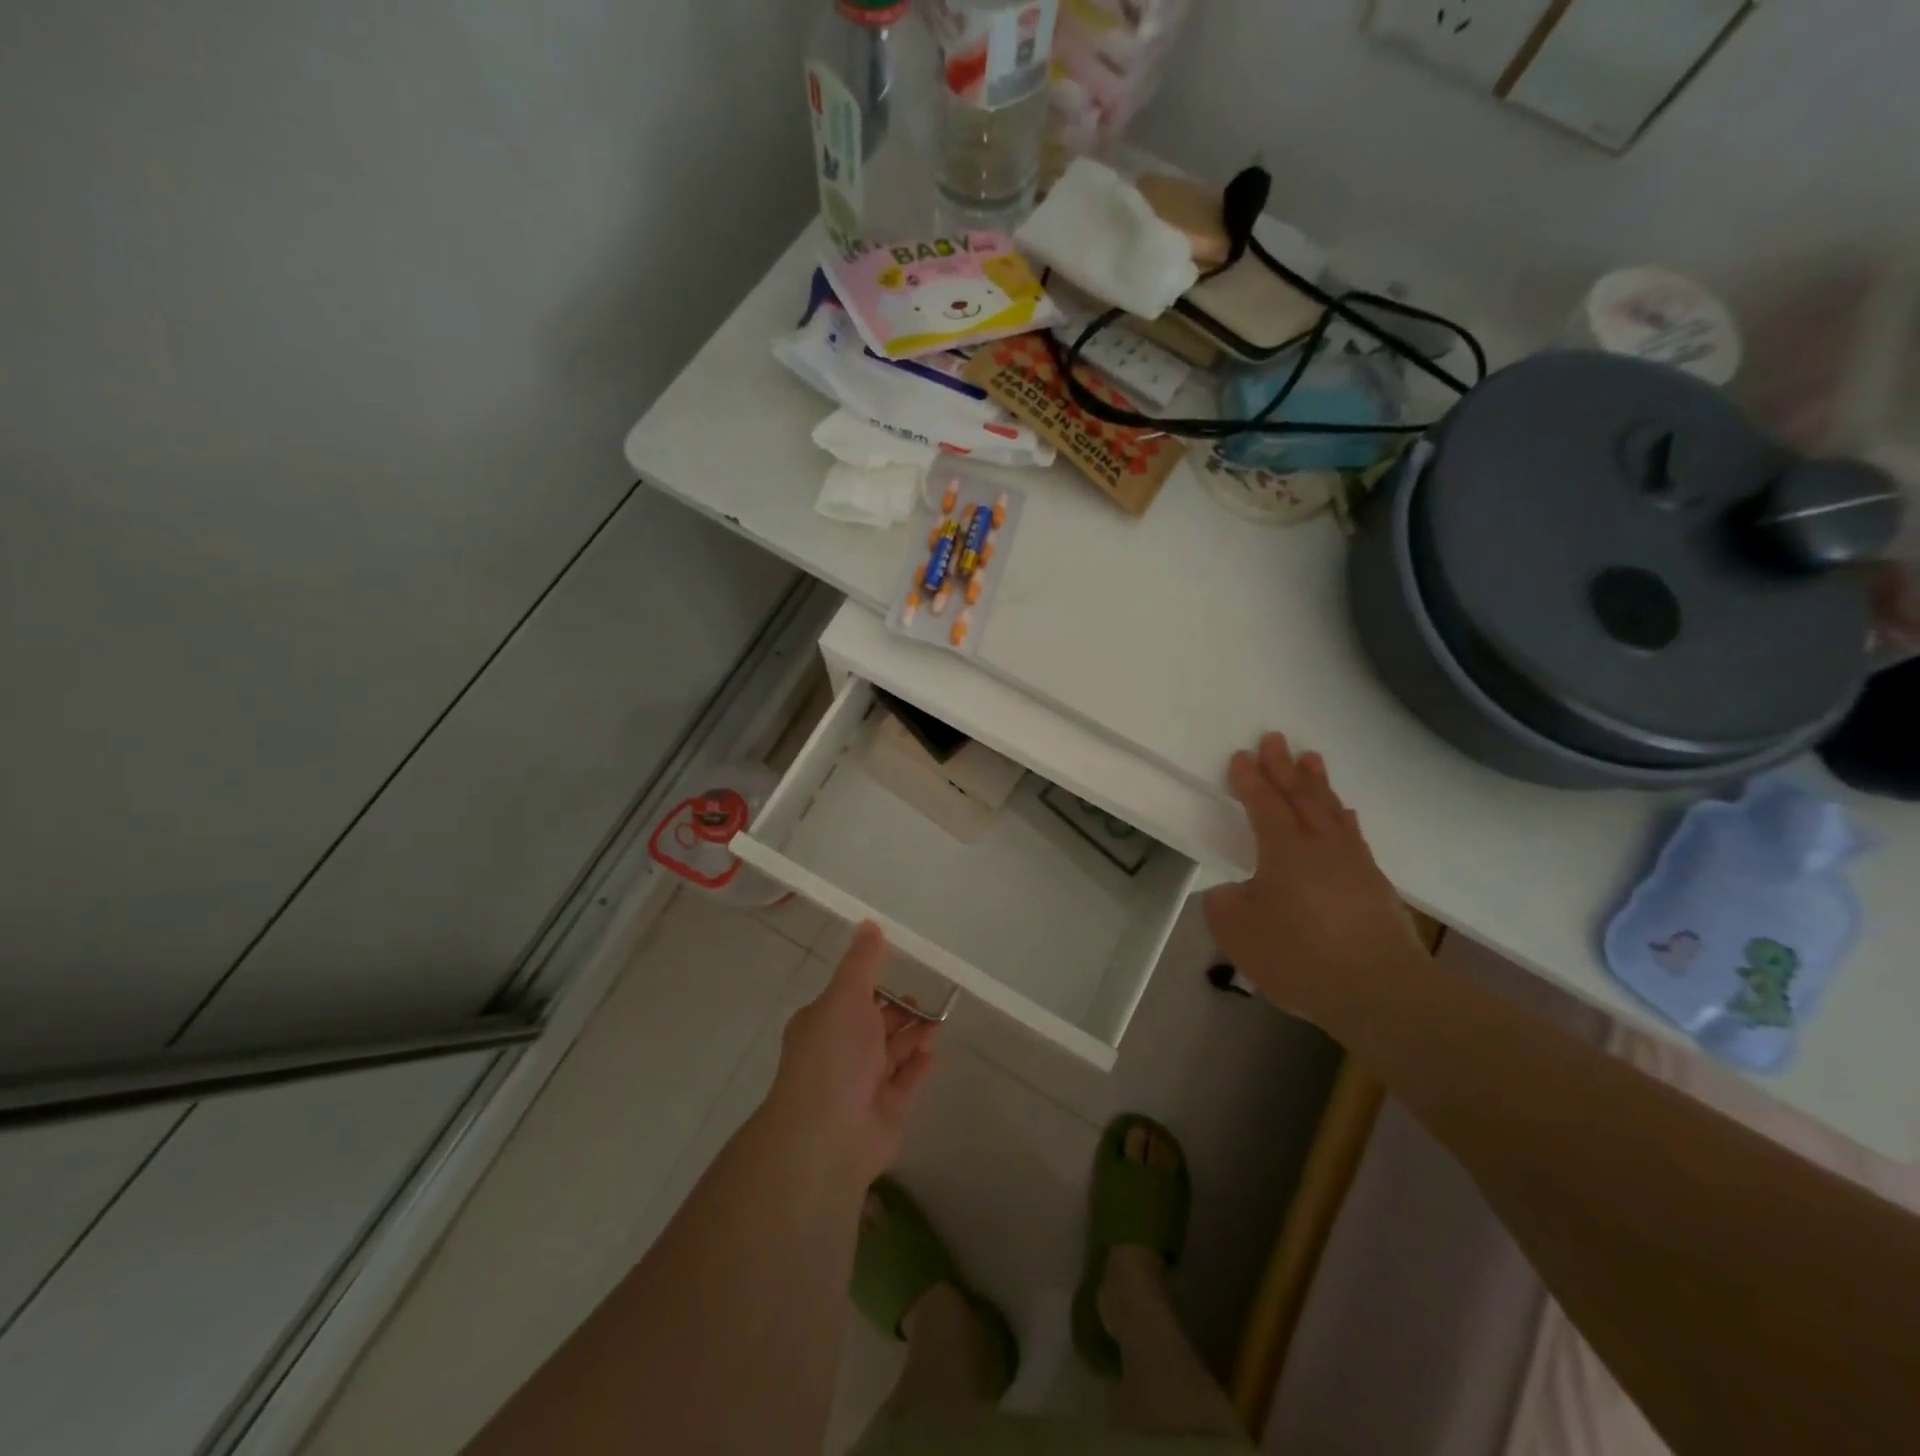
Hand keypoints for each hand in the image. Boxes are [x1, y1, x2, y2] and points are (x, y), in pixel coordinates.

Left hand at [765, 922, 938, 1189]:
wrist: (830, 1134)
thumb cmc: (835, 1054)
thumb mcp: (846, 996)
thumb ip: (862, 962)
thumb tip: (869, 924)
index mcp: (823, 1023)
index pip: (851, 997)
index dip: (876, 984)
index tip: (903, 969)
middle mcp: (839, 1053)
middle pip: (874, 1026)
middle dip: (899, 1011)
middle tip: (929, 997)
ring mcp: (861, 1086)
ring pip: (891, 1053)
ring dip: (913, 1035)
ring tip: (938, 1020)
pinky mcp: (884, 1112)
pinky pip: (904, 1083)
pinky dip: (917, 1066)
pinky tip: (933, 1051)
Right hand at [1204, 733, 1426, 1030]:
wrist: (1380, 991)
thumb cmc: (1300, 957)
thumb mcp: (1237, 934)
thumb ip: (1225, 904)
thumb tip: (1236, 892)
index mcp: (1284, 850)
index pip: (1263, 804)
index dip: (1250, 779)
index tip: (1241, 756)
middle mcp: (1320, 846)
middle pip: (1301, 796)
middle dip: (1284, 767)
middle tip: (1275, 739)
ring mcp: (1353, 863)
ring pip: (1331, 810)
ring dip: (1318, 783)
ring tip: (1312, 759)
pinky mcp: (1375, 886)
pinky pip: (1353, 836)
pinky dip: (1344, 818)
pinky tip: (1345, 815)